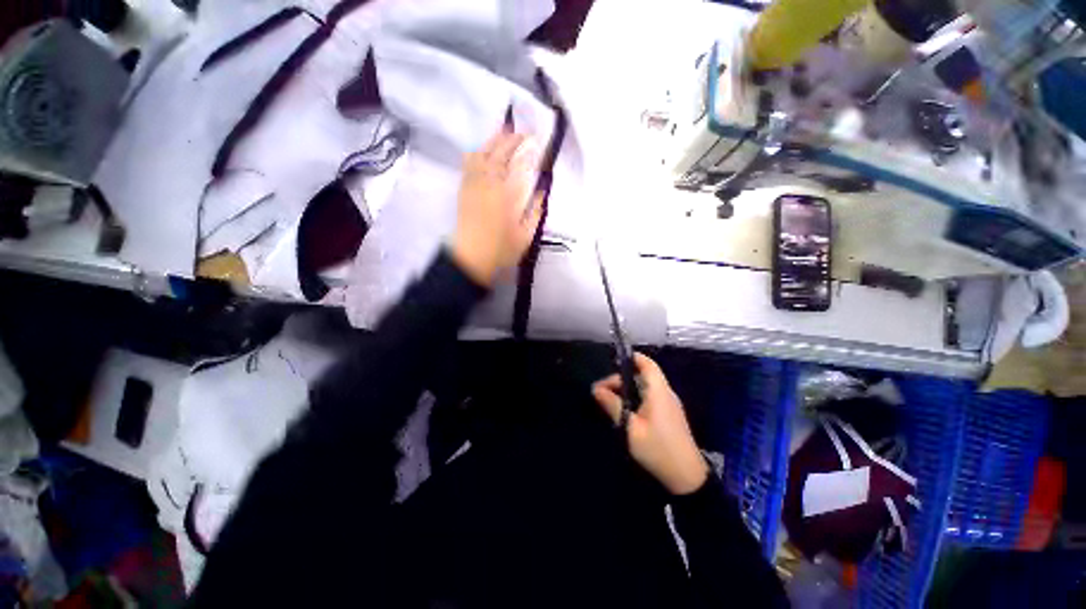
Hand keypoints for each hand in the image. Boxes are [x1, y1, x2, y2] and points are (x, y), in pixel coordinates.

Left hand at [450, 129, 543, 286]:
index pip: (520, 164)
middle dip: (513, 139)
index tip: (537, 140)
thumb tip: (541, 191)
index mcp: (508, 195)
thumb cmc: (502, 249)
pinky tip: (482, 149)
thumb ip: (535, 211)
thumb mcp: (526, 234)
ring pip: (483, 153)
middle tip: (524, 133)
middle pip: (501, 153)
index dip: (529, 149)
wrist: (472, 258)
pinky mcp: (464, 189)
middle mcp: (490, 183)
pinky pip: (469, 163)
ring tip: (505, 131)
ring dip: (495, 140)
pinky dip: (478, 151)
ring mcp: (474, 184)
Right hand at [592, 353, 708, 494]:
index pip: (647, 364)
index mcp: (658, 392)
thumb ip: (613, 406)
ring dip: (626, 389)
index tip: (612, 362)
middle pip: (642, 375)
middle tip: (601, 392)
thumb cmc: (657, 449)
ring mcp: (669, 404)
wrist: (687, 477)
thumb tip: (596, 389)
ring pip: (645, 387)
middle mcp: (665, 393)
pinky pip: (649, 397)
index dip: (631, 358)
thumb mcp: (630, 428)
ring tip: (608, 400)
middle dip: (621, 379)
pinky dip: (635, 397)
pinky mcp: (669, 415)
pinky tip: (623, 410)